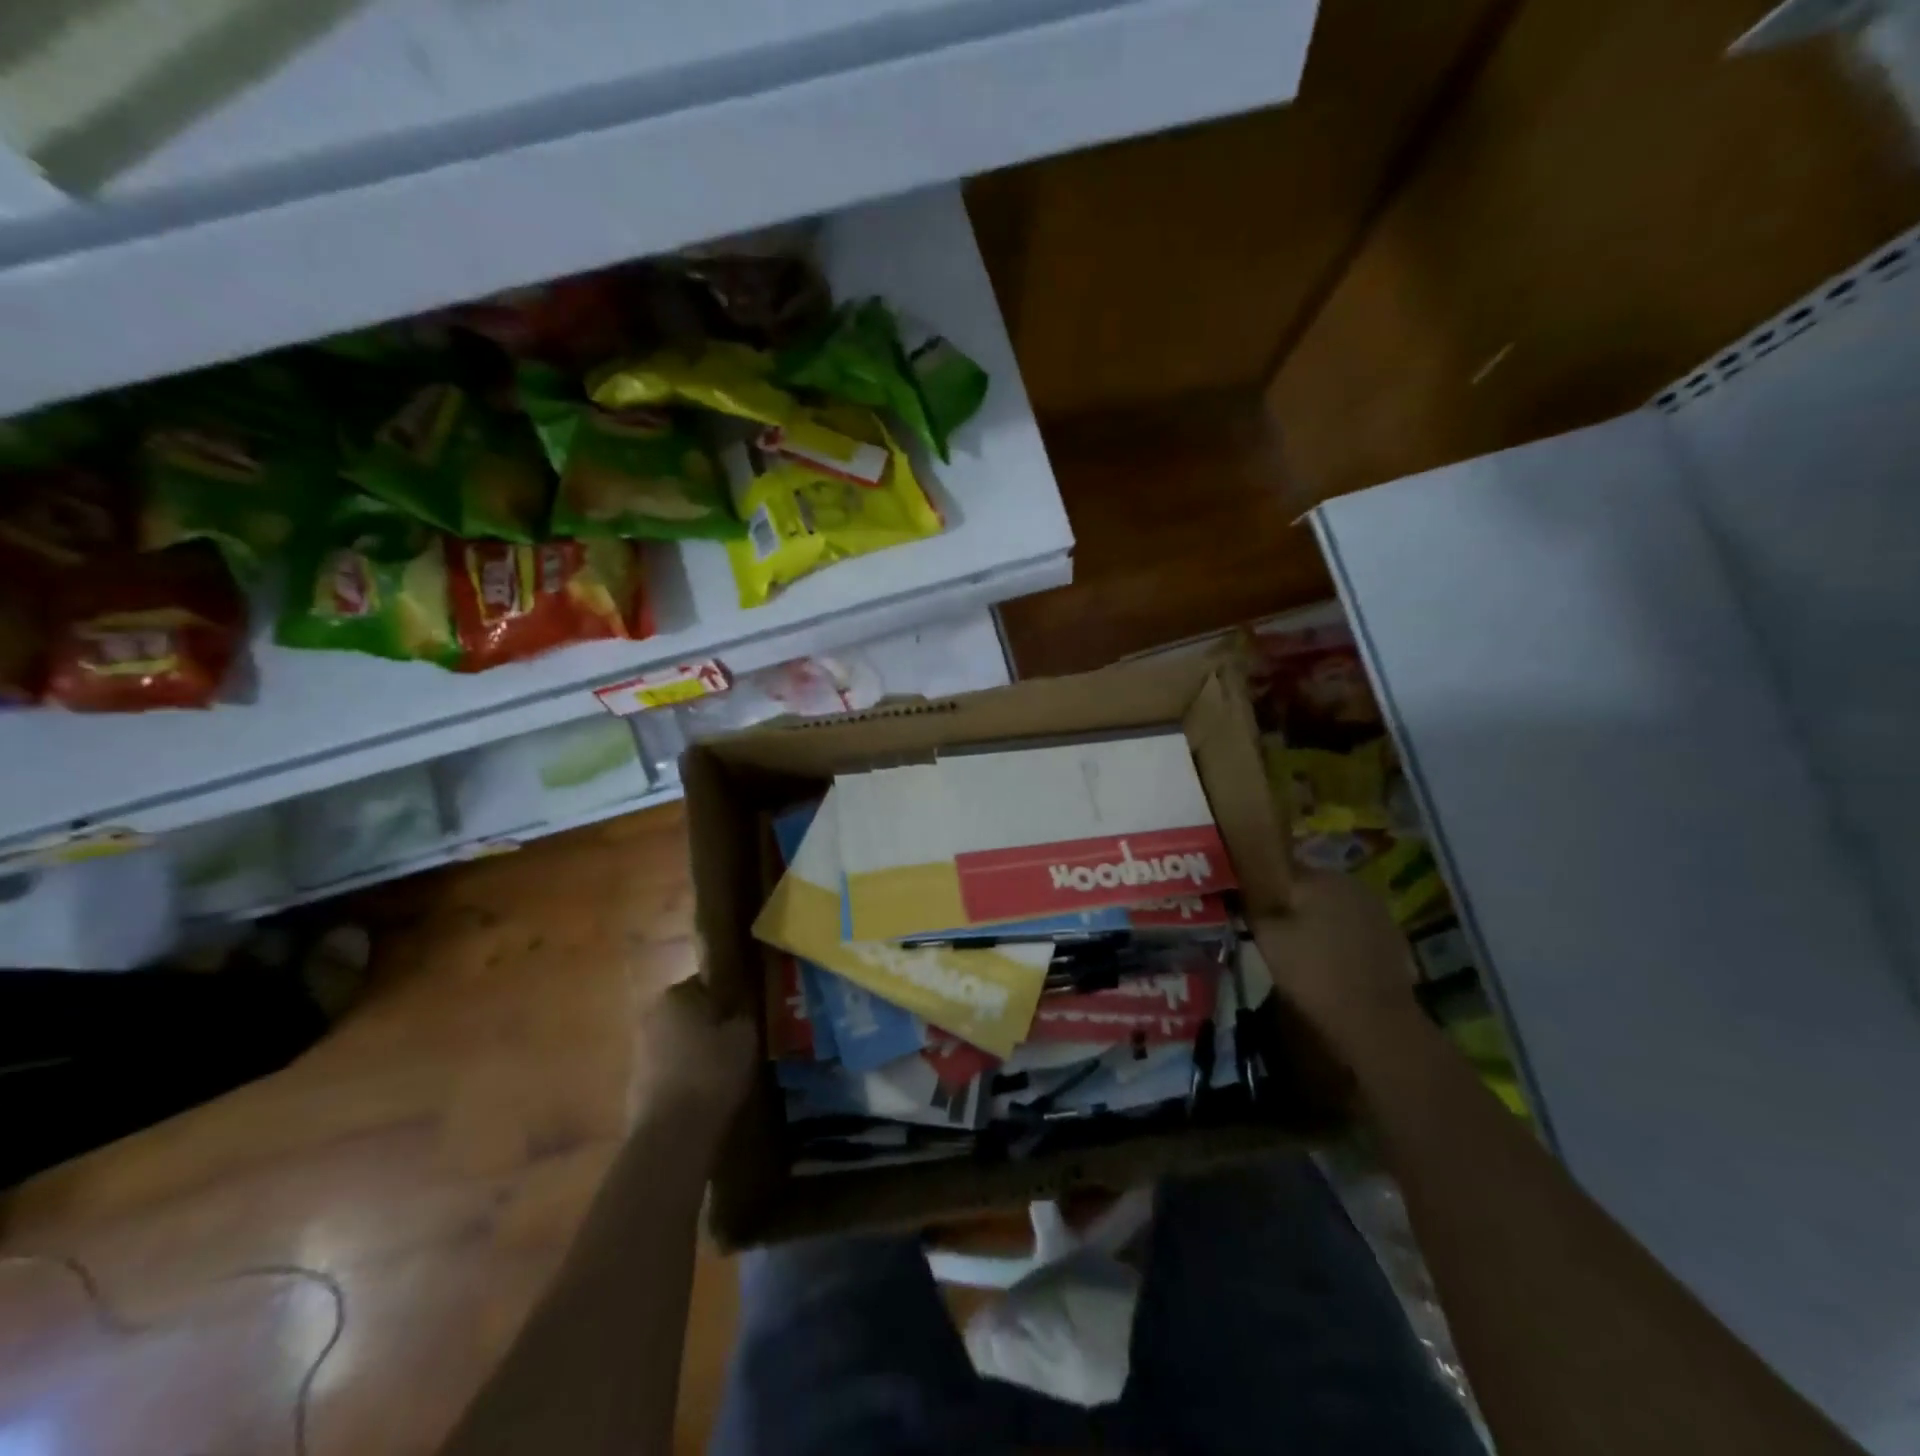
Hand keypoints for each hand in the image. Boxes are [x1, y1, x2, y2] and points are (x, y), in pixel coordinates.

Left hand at [629, 977, 757, 1129]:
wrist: (673, 1134)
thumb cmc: (713, 1071)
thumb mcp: (745, 1033)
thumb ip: (743, 1010)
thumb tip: (741, 1002)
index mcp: (677, 993)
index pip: (708, 982)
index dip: (730, 997)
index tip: (746, 1014)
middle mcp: (652, 1014)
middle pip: (690, 1011)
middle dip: (710, 1022)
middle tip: (739, 1040)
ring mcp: (639, 1050)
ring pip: (678, 1040)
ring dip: (696, 1049)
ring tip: (724, 1068)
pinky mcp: (635, 1083)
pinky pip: (668, 1068)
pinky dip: (684, 1073)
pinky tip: (704, 1091)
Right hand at [1253, 870, 1421, 1047]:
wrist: (1374, 1021)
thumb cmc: (1312, 972)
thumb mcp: (1266, 936)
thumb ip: (1252, 904)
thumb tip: (1242, 887)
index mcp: (1318, 877)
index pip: (1280, 867)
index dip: (1261, 884)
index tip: (1248, 903)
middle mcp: (1349, 882)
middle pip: (1309, 885)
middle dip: (1291, 901)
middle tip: (1271, 927)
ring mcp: (1375, 909)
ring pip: (1332, 904)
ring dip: (1317, 917)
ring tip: (1300, 945)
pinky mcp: (1391, 935)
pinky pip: (1353, 924)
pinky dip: (1339, 935)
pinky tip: (1329, 958)